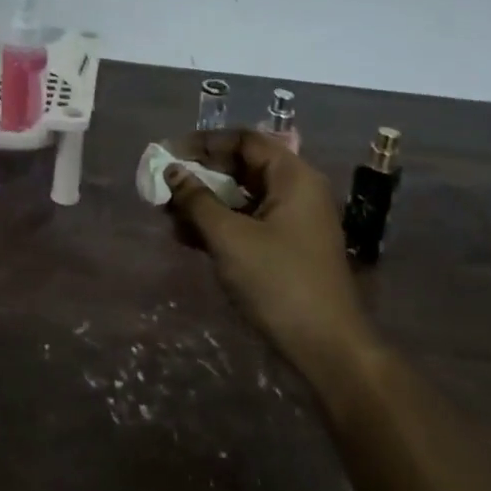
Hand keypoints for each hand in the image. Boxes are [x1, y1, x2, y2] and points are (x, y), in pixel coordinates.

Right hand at [162, 130, 369, 371]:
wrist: (327, 349)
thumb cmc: (278, 281)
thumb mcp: (229, 237)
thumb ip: (196, 200)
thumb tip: (172, 171)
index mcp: (292, 177)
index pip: (244, 141)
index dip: (205, 143)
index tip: (170, 154)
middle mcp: (296, 192)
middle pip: (241, 167)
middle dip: (200, 175)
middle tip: (164, 185)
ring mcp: (292, 222)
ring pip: (240, 197)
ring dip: (204, 202)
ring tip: (168, 214)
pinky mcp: (285, 248)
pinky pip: (246, 222)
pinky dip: (218, 225)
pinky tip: (187, 238)